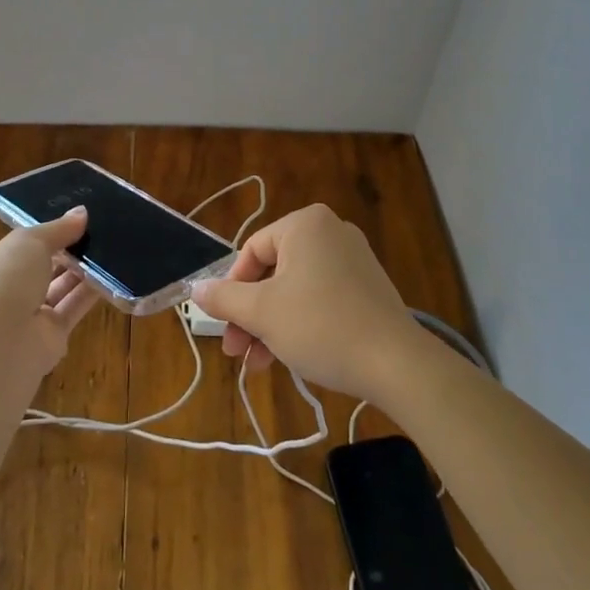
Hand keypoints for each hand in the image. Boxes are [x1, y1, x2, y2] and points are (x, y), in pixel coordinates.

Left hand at [0, 209, 98, 369]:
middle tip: (97, 233)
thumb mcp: (29, 241)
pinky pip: (73, 309)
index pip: (18, 249)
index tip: (72, 222)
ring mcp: (27, 319)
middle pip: (41, 270)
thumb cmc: (3, 279)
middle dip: (66, 253)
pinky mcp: (50, 339)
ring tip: (110, 248)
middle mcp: (5, 295)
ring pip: (59, 289)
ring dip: (81, 272)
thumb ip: (58, 228)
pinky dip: (90, 294)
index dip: (44, 236)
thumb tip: (82, 213)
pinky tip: (112, 275)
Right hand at [191, 203, 426, 401]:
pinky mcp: (367, 287)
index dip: (231, 290)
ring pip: (294, 289)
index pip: (251, 251)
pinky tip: (288, 357)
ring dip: (270, 325)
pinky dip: (299, 323)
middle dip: (249, 314)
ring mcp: (353, 259)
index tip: (223, 325)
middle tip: (236, 352)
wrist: (396, 363)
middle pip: (272, 272)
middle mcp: (330, 232)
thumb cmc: (320, 326)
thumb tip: (194, 288)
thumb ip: (223, 298)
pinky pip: (320, 297)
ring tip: (258, 365)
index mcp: (305, 224)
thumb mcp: (262, 312)